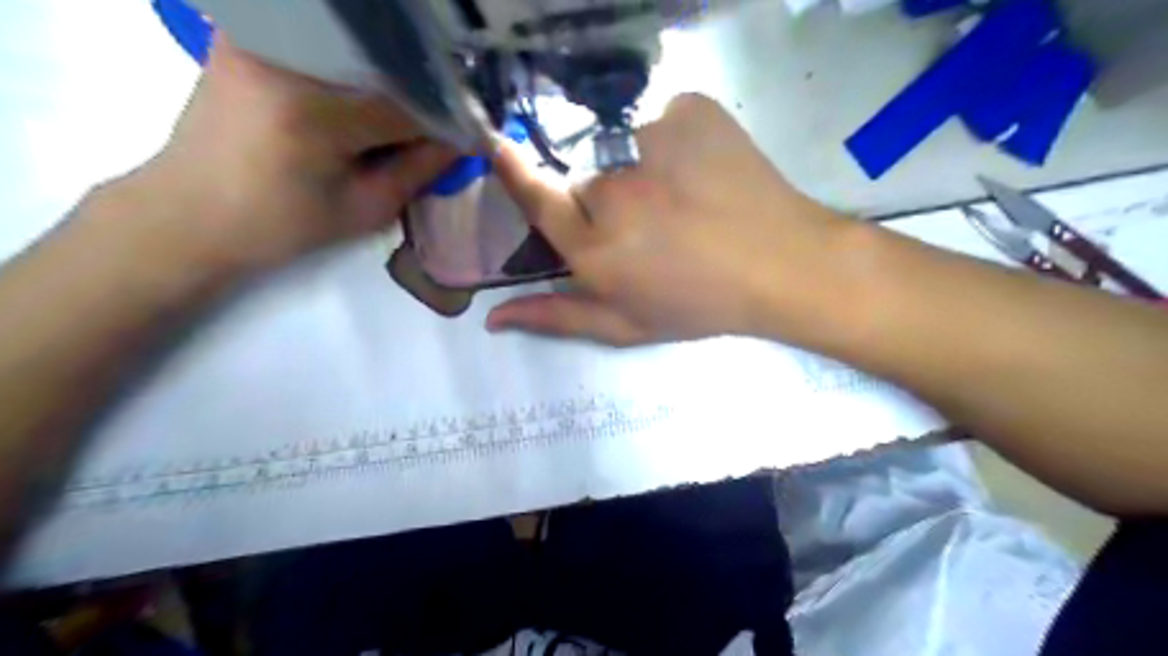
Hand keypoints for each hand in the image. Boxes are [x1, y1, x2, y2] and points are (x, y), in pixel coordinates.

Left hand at [110, 33, 455, 274]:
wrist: (190, 212)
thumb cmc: (281, 227)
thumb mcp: (364, 211)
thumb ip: (419, 171)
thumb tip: (463, 139)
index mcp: (314, 114)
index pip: (408, 104)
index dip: (445, 120)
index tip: (468, 134)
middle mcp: (285, 60)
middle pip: (385, 67)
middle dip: (420, 96)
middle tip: (438, 124)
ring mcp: (260, 40)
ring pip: (357, 50)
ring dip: (390, 78)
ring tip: (401, 112)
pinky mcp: (247, 36)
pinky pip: (322, 43)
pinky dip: (354, 65)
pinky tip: (363, 90)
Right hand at [488, 93, 853, 348]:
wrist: (782, 264)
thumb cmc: (699, 304)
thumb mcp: (625, 325)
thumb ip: (556, 317)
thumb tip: (491, 318)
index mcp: (594, 247)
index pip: (536, 196)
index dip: (514, 169)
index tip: (498, 145)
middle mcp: (612, 191)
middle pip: (585, 178)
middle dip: (603, 198)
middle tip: (648, 223)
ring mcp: (651, 143)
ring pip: (622, 149)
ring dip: (640, 169)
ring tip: (682, 200)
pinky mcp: (688, 112)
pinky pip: (662, 121)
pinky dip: (674, 142)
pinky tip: (703, 171)